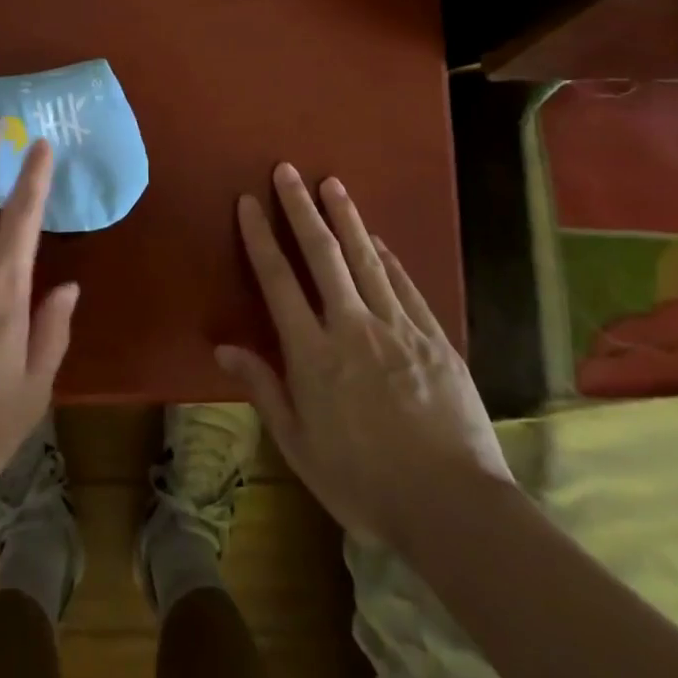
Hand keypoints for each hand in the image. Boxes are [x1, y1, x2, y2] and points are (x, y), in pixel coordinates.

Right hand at [217, 163, 510, 543]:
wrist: (454, 508)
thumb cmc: (364, 483)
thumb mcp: (299, 445)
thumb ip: (263, 388)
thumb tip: (223, 346)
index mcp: (313, 353)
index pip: (278, 280)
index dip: (261, 236)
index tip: (249, 201)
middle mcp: (352, 326)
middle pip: (322, 254)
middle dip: (301, 207)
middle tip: (288, 170)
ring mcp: (398, 328)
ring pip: (366, 259)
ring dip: (346, 217)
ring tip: (332, 183)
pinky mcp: (434, 338)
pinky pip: (404, 285)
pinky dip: (387, 256)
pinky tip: (376, 237)